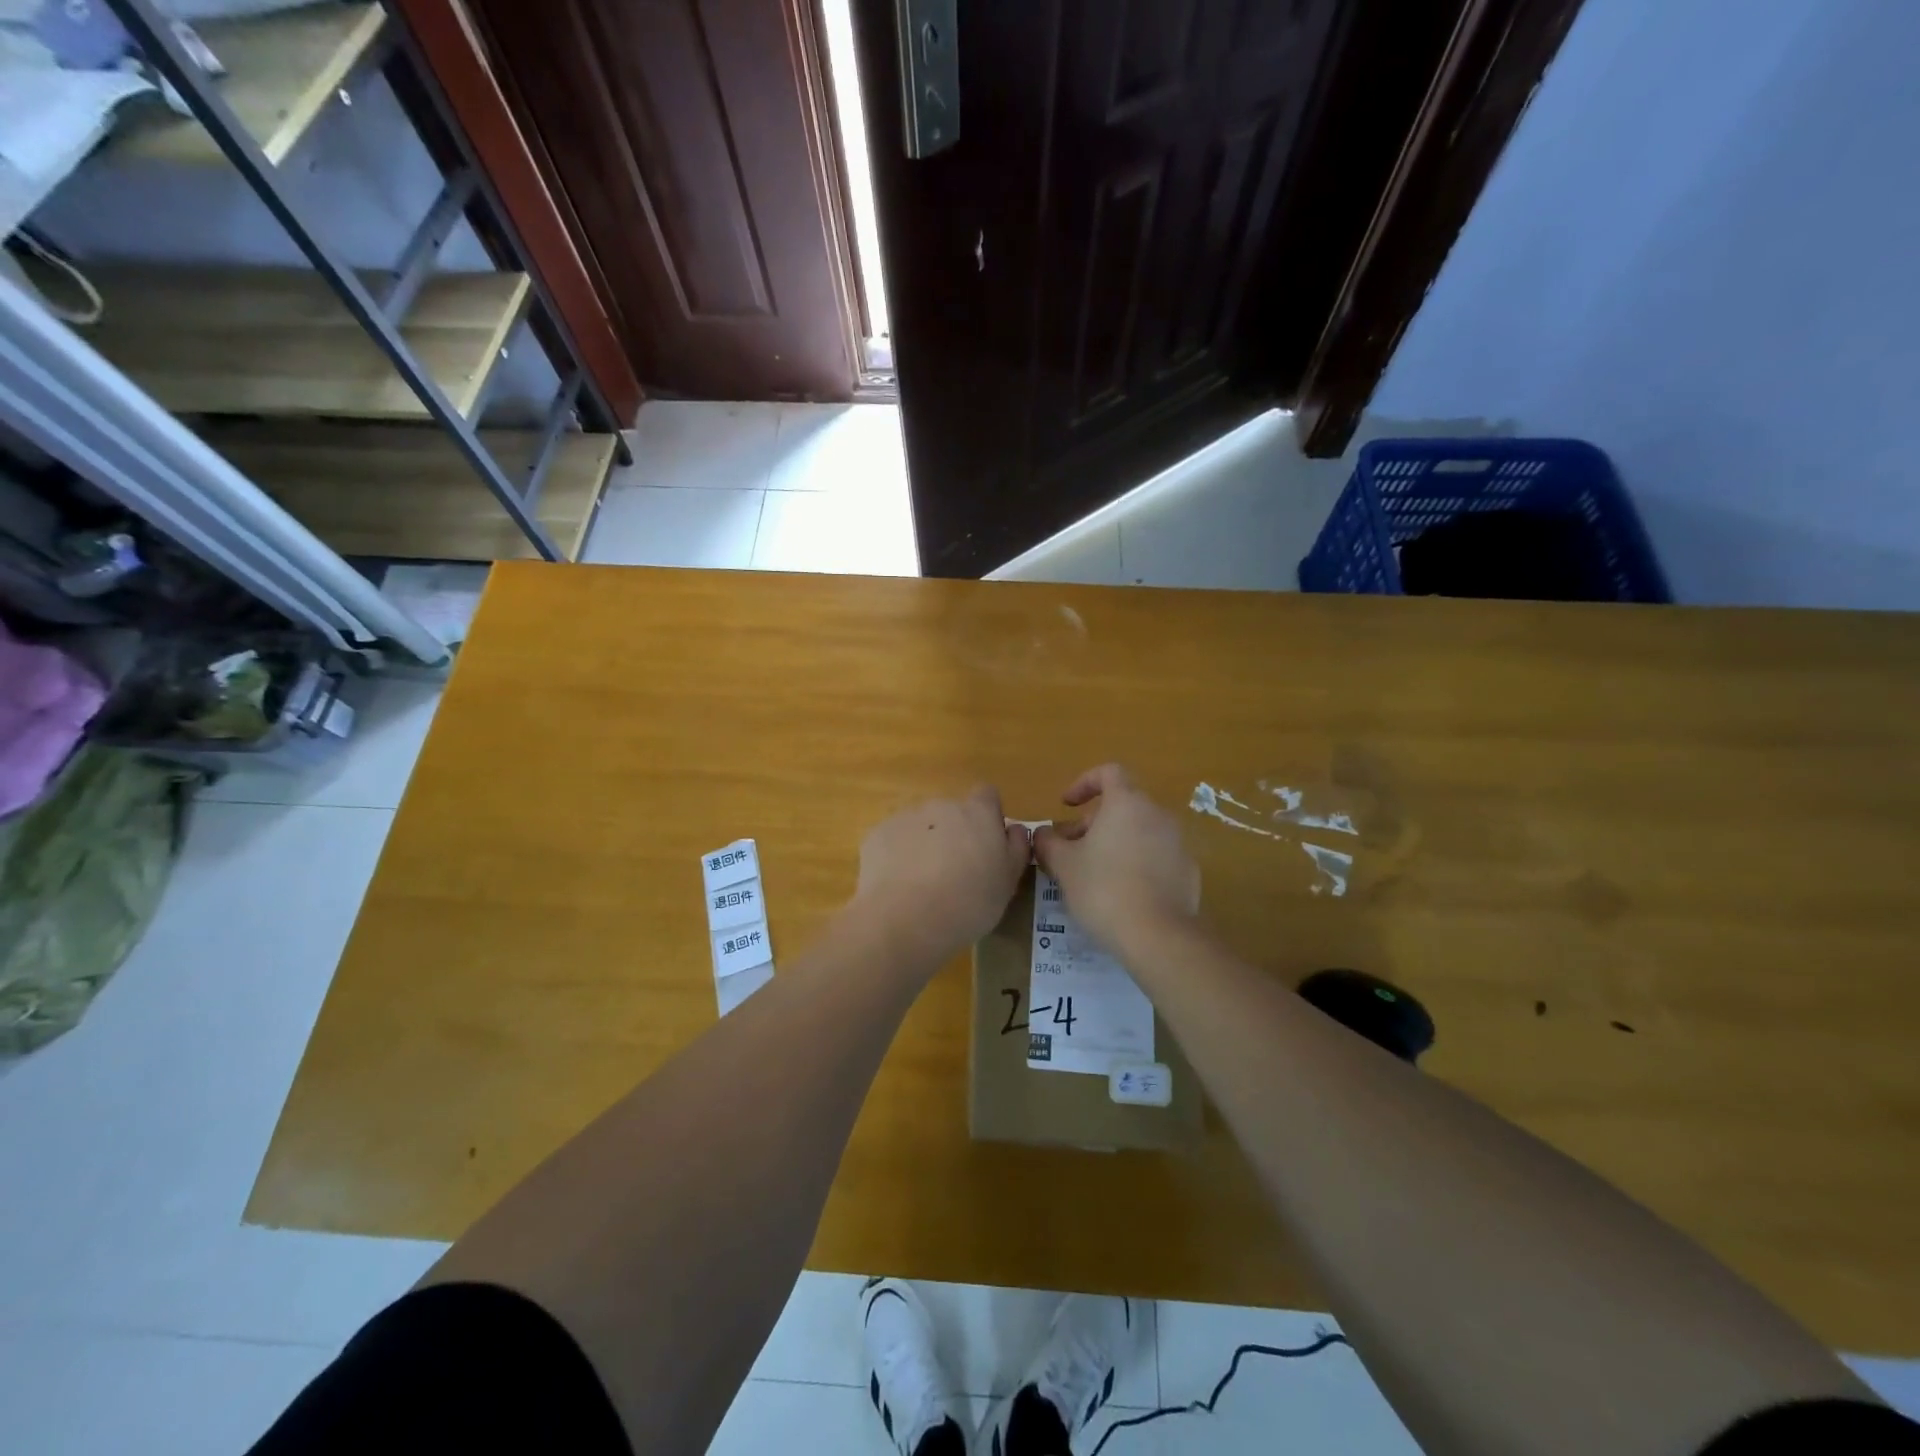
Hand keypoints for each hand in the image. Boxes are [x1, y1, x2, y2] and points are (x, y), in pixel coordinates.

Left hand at [849, 786, 1030, 969]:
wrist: (905, 920)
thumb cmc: (968, 903)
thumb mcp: (1008, 882)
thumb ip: (1016, 849)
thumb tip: (1014, 829)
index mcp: (978, 813)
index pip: (987, 795)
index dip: (988, 817)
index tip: (987, 845)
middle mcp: (941, 805)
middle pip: (952, 813)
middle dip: (954, 834)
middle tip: (956, 873)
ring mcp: (905, 817)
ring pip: (921, 826)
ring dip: (925, 845)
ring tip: (923, 885)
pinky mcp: (877, 834)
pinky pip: (894, 840)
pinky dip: (898, 856)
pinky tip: (899, 887)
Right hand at [1033, 765, 1199, 951]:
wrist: (1158, 936)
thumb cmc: (1103, 889)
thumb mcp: (1063, 865)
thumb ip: (1048, 843)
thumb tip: (1041, 833)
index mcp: (1127, 803)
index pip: (1109, 772)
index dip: (1084, 783)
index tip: (1066, 805)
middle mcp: (1157, 815)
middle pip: (1123, 805)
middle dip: (1093, 822)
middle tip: (1071, 850)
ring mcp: (1178, 843)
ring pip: (1140, 831)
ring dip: (1115, 843)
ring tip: (1094, 874)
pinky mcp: (1188, 871)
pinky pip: (1157, 857)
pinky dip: (1138, 864)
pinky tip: (1123, 893)